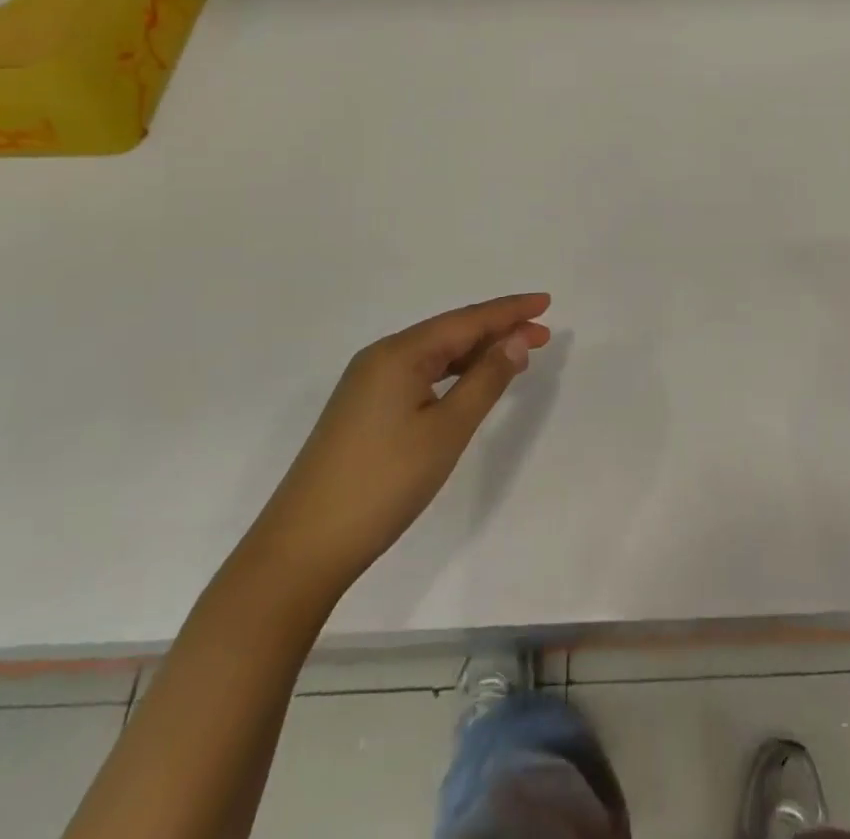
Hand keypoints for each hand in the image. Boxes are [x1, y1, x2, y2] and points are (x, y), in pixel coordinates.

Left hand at [253, 293, 552, 589]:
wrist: (304, 547)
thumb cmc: (384, 482)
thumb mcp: (447, 430)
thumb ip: (486, 380)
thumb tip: (517, 339)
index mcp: (399, 353)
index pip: (466, 320)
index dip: (508, 311)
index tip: (545, 302)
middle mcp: (381, 358)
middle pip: (450, 332)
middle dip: (497, 330)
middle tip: (542, 333)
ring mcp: (367, 384)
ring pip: (434, 354)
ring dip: (476, 353)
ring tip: (516, 355)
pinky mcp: (363, 410)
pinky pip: (418, 375)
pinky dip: (452, 373)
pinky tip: (469, 383)